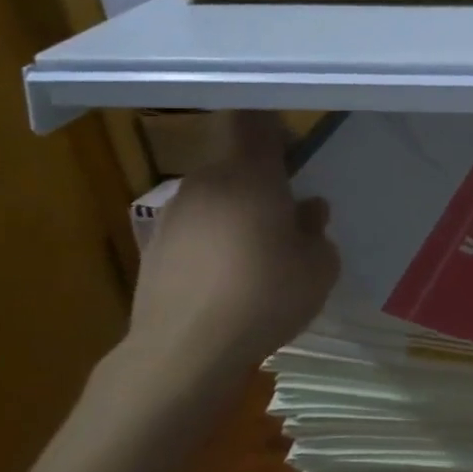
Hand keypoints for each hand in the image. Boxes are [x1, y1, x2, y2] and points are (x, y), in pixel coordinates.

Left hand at [126, 112, 339, 381]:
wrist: (185, 350)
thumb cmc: (266, 295)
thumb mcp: (320, 267)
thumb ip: (317, 231)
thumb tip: (307, 212)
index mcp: (250, 174)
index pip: (256, 121)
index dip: (275, 129)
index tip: (294, 154)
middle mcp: (206, 182)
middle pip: (236, 165)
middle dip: (262, 185)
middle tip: (287, 221)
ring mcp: (173, 214)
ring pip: (215, 199)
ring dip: (236, 216)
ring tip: (256, 259)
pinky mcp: (152, 247)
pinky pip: (193, 231)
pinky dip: (211, 244)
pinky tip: (225, 283)